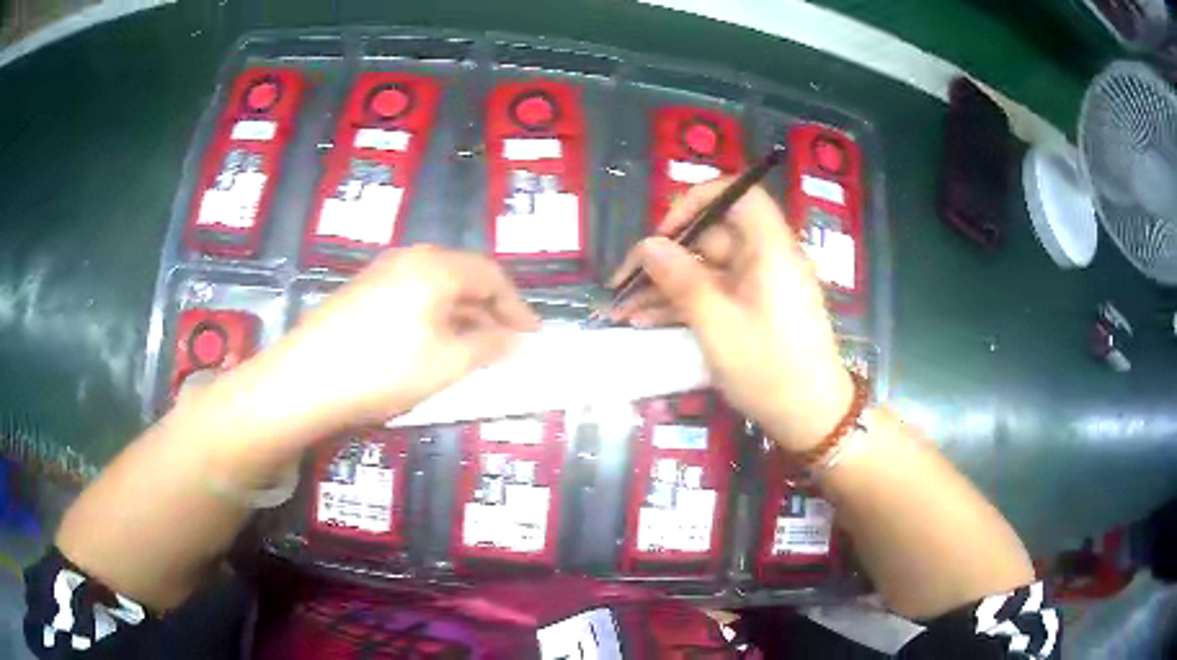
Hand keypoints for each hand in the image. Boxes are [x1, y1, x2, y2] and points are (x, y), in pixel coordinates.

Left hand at [243, 246, 538, 439]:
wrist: (303, 380)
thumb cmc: (383, 370)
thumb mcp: (446, 364)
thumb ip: (488, 347)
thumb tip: (514, 340)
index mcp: (436, 267)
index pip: (492, 276)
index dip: (517, 306)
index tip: (534, 335)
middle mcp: (410, 258)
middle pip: (463, 276)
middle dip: (490, 309)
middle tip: (507, 341)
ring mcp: (381, 272)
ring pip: (436, 286)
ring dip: (462, 314)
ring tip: (474, 347)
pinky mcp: (362, 291)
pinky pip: (412, 295)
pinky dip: (434, 316)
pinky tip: (432, 343)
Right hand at [610, 181, 852, 451]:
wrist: (810, 417)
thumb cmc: (768, 367)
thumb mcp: (716, 324)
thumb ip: (680, 279)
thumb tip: (648, 245)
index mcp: (769, 247)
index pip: (736, 194)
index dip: (696, 202)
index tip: (664, 233)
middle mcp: (766, 257)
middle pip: (711, 237)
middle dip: (665, 258)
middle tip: (625, 285)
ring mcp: (760, 285)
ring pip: (706, 270)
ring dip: (666, 287)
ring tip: (623, 311)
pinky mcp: (754, 309)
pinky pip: (715, 293)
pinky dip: (685, 304)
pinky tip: (646, 321)